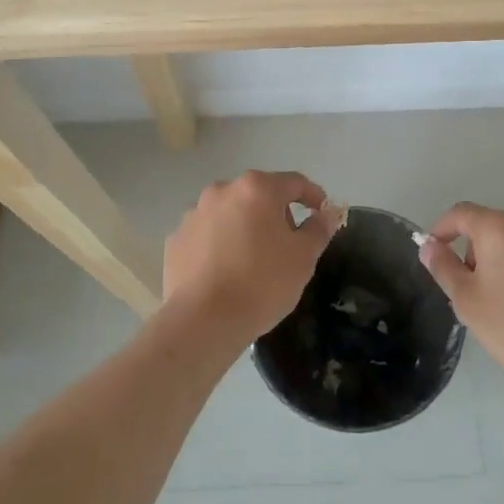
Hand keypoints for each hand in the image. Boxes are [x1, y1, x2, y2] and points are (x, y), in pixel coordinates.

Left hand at [163, 171, 338, 344]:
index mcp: (256, 189)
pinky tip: (225, 271)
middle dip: (276, 213)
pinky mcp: (175, 239)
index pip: (294, 183)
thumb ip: (318, 228)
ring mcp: (194, 214)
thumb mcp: (304, 257)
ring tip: (253, 260)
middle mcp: (222, 191)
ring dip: (245, 227)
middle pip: (259, 195)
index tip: (322, 214)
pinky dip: (219, 244)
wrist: (203, 320)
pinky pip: (207, 234)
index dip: (313, 196)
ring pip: (230, 213)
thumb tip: (327, 213)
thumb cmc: (262, 282)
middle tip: (288, 243)